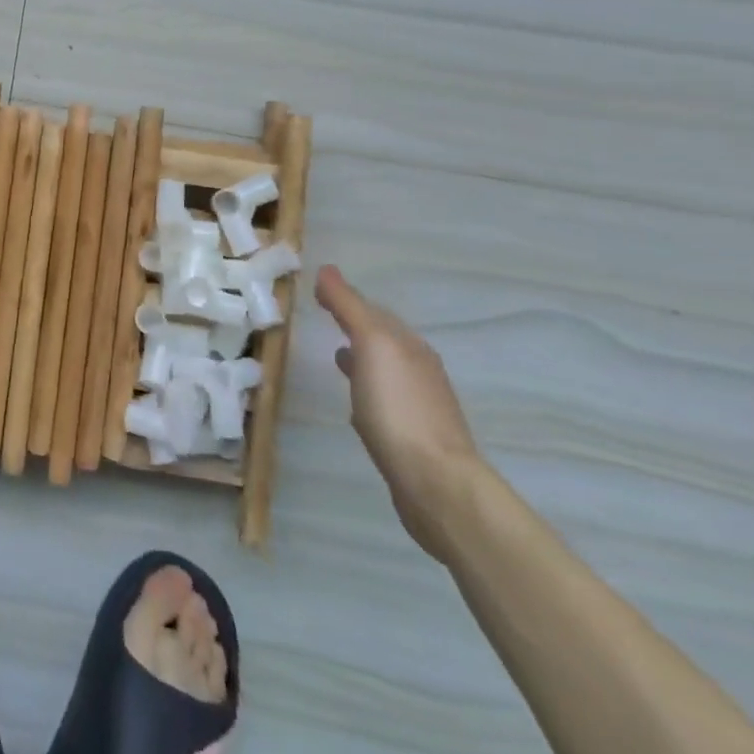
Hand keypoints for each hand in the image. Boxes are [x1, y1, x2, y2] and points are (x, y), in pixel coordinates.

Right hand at [316, 264, 484, 563]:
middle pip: (382, 337)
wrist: (436, 483)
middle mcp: (418, 369)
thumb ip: (349, 306)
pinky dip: (367, 389)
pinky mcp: (412, 437)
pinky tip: (355, 401)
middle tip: (324, 316)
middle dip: (355, 324)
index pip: (373, 310)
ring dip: (361, 357)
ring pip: (384, 368)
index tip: (317, 291)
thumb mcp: (371, 344)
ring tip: (335, 355)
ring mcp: (419, 404)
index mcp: (409, 345)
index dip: (346, 298)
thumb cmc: (398, 407)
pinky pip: (385, 400)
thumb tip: (327, 269)